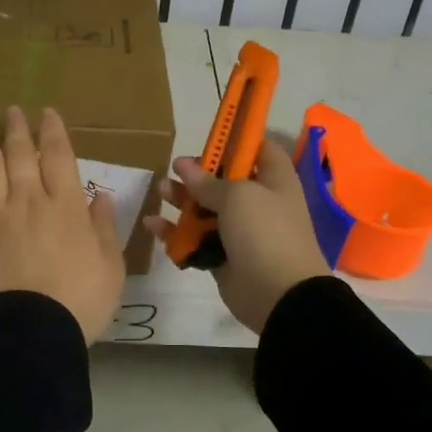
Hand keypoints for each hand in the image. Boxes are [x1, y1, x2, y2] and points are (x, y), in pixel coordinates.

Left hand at [0, 106, 126, 343]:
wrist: (33, 330)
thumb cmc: (81, 300)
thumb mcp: (110, 265)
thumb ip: (104, 227)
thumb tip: (102, 195)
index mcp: (66, 207)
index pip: (59, 158)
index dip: (53, 132)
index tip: (47, 113)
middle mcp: (30, 201)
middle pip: (21, 156)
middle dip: (18, 129)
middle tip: (13, 110)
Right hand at [144, 137, 330, 334]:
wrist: (280, 294)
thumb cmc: (265, 232)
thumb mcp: (238, 197)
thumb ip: (208, 181)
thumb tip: (183, 164)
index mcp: (274, 180)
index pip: (258, 149)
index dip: (235, 140)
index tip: (208, 136)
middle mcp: (259, 202)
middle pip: (225, 180)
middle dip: (198, 174)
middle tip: (174, 170)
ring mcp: (241, 231)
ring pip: (207, 209)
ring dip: (183, 200)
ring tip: (161, 192)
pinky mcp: (223, 256)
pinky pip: (196, 239)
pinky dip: (175, 233)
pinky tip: (152, 225)